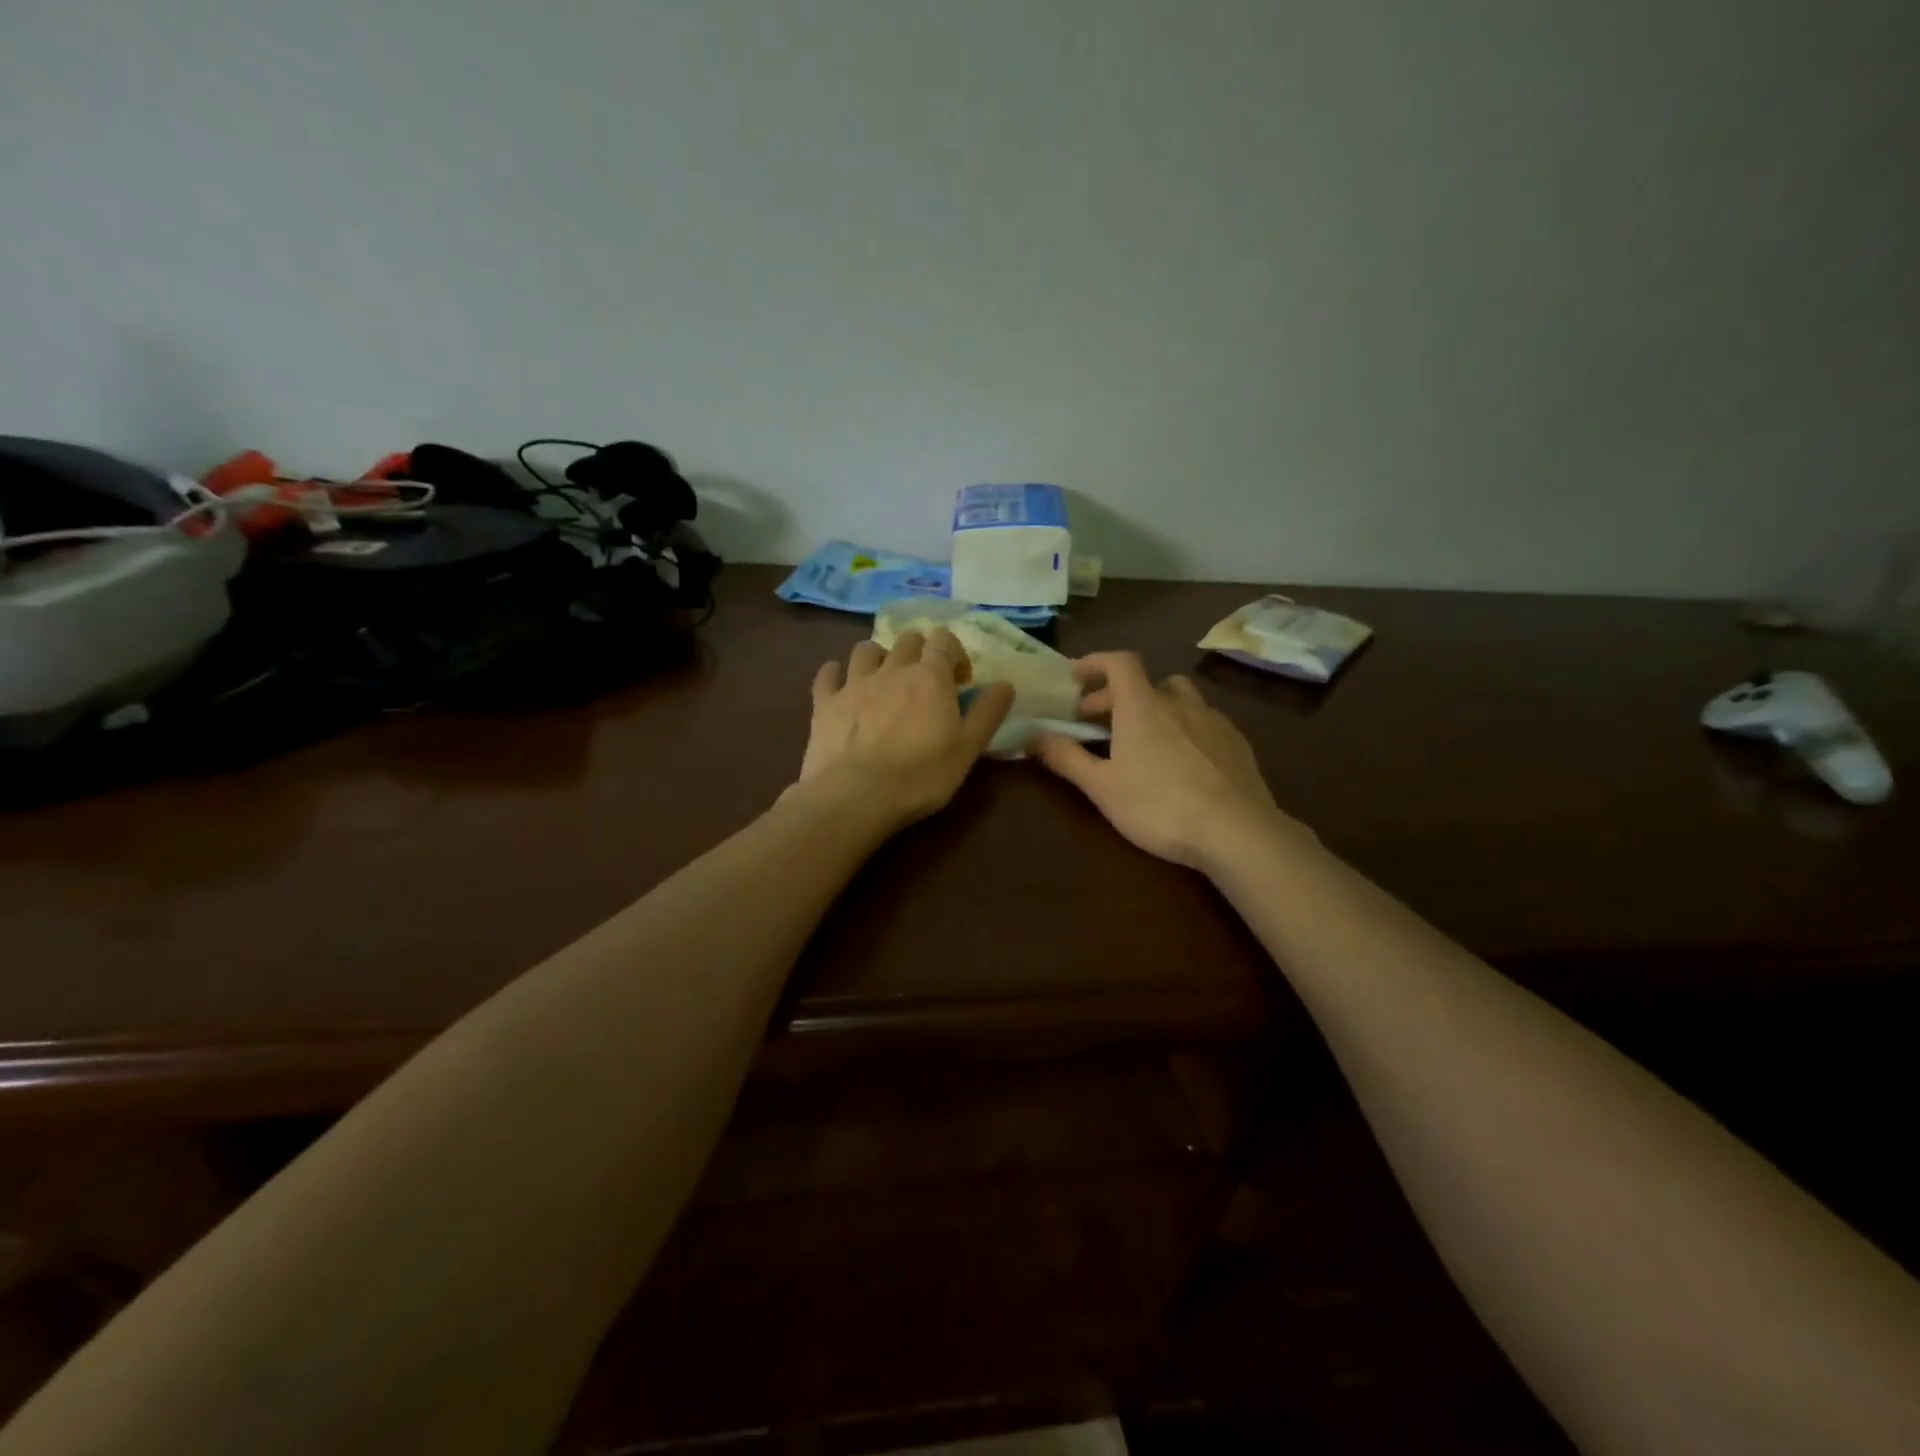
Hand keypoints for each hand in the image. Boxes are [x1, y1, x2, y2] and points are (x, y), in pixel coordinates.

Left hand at [797, 630, 1014, 827]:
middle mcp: (892, 669)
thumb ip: (988, 712)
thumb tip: (1005, 683)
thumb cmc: (921, 775)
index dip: (954, 654)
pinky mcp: (824, 702)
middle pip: (907, 640)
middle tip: (925, 682)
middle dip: (919, 652)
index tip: (960, 681)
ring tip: (883, 679)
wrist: (856, 796)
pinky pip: (827, 673)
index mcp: (930, 677)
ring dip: (878, 657)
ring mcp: (854, 683)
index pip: (944, 640)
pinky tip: (840, 685)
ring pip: (866, 649)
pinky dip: (835, 673)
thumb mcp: (968, 749)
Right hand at [1034, 653, 1295, 868]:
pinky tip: (1181, 760)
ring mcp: (1213, 720)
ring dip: (1154, 707)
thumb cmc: (1159, 806)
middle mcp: (1179, 703)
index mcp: (1143, 706)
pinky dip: (1183, 727)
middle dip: (1114, 696)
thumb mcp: (1102, 787)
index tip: (1075, 676)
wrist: (1236, 831)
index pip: (1119, 663)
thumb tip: (1034, 736)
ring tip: (1142, 736)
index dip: (1095, 662)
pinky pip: (1203, 721)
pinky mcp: (1237, 743)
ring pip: (1178, 698)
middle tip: (1093, 721)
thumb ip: (1066, 758)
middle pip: (1144, 682)